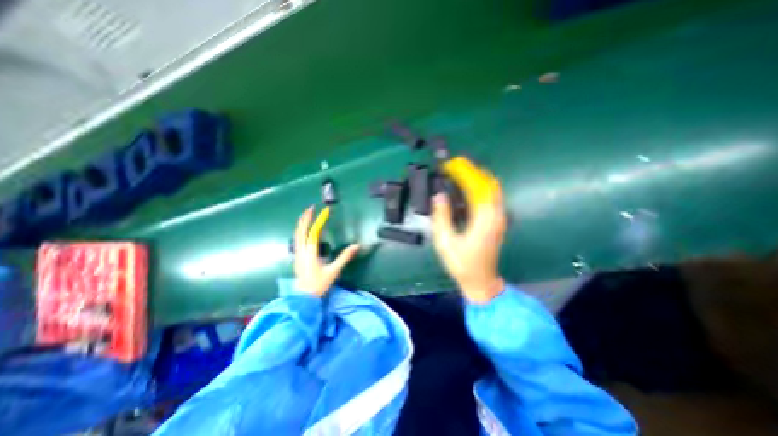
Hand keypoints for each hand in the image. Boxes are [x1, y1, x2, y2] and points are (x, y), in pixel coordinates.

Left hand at [296, 207, 360, 298]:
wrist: (304, 298)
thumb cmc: (319, 284)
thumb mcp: (334, 271)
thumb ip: (345, 257)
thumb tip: (356, 245)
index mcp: (311, 252)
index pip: (314, 232)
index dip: (320, 220)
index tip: (325, 211)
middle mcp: (301, 250)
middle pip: (301, 230)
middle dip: (305, 217)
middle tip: (311, 207)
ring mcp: (297, 253)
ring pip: (297, 234)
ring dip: (302, 223)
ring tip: (307, 215)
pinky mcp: (296, 257)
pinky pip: (297, 239)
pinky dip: (300, 230)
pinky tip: (304, 230)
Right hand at [428, 158, 508, 304]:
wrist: (481, 281)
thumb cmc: (462, 264)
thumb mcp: (446, 242)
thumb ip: (442, 217)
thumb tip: (438, 196)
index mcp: (484, 218)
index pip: (477, 186)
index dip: (464, 172)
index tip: (450, 164)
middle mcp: (496, 214)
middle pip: (489, 183)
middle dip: (472, 170)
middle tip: (454, 165)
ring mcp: (499, 218)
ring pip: (492, 189)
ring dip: (477, 177)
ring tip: (459, 172)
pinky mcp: (497, 221)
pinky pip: (491, 197)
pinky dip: (480, 187)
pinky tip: (468, 188)